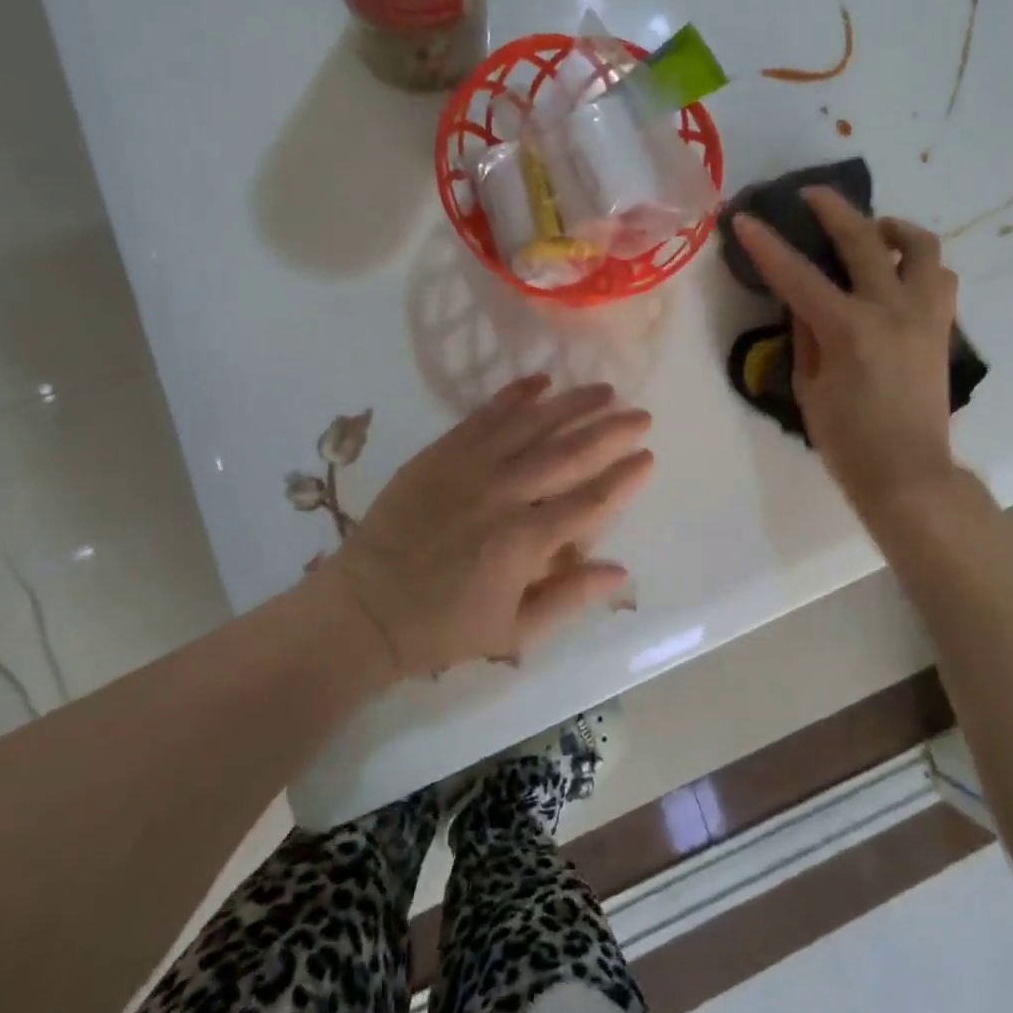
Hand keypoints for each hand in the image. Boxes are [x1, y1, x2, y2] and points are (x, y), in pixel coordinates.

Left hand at [322, 376, 652, 678]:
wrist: (365, 608)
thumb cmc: (444, 626)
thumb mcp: (513, 631)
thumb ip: (569, 598)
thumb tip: (621, 571)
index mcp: (525, 542)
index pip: (591, 501)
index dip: (624, 478)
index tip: (648, 456)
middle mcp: (505, 495)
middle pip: (569, 454)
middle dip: (610, 431)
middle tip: (641, 414)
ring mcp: (470, 468)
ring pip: (532, 426)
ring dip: (572, 405)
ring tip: (604, 390)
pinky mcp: (441, 453)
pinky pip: (484, 416)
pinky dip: (514, 395)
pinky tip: (541, 381)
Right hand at [732, 188, 959, 515]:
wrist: (909, 474)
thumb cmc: (848, 441)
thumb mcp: (810, 386)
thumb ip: (805, 334)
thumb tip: (803, 299)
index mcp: (849, 329)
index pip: (798, 275)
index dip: (766, 244)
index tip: (744, 218)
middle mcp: (891, 310)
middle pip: (863, 239)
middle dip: (832, 209)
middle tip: (810, 195)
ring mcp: (924, 315)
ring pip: (920, 246)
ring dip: (892, 228)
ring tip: (872, 231)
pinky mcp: (942, 327)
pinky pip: (939, 277)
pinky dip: (918, 262)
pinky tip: (897, 272)